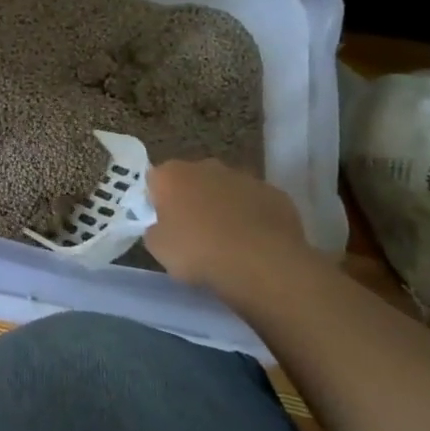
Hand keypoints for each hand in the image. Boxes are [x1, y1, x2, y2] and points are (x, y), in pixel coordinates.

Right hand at [145, 160, 317, 293]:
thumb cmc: (199, 253)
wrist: (263, 264)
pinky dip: (252, 218)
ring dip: (223, 208)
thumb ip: (154, 230)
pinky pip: (255, 204)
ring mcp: (244, 177)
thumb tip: (161, 226)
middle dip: (191, 201)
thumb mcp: (159, 249)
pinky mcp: (275, 193)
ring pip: (225, 190)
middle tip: (193, 233)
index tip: (162, 224)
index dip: (156, 202)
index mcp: (171, 175)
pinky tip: (254, 244)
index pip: (155, 180)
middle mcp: (206, 166)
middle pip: (191, 180)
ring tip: (227, 242)